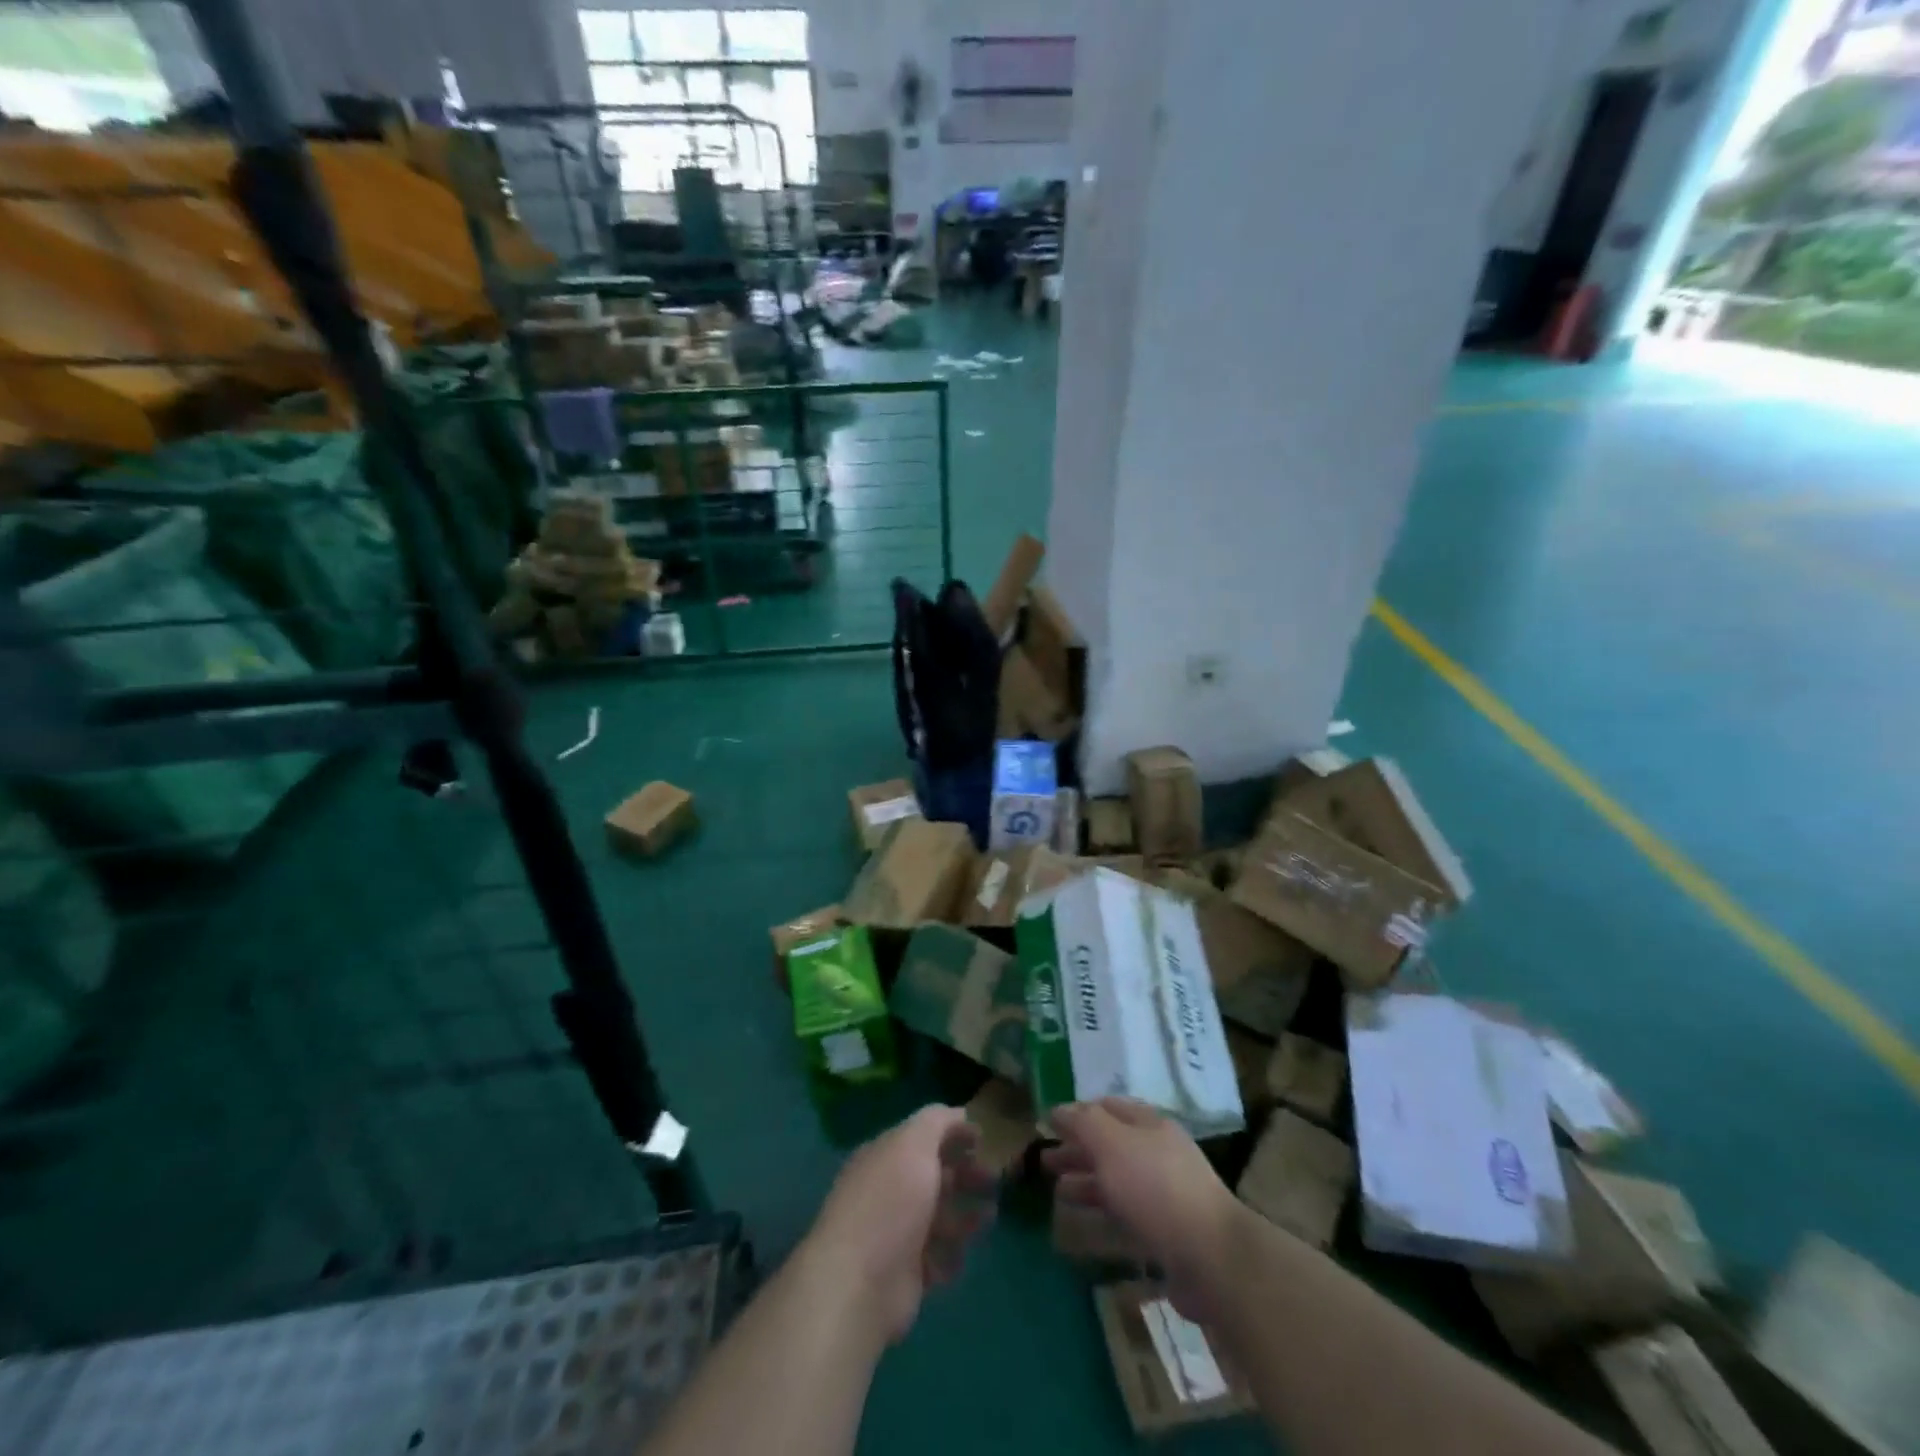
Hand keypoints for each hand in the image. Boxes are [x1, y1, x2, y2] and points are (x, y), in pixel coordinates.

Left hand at [799, 1104, 997, 1344]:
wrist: (860, 1285)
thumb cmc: (890, 1203)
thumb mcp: (914, 1144)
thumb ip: (937, 1122)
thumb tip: (959, 1114)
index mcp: (885, 1156)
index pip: (922, 1137)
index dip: (953, 1134)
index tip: (984, 1139)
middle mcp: (888, 1190)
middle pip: (932, 1176)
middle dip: (964, 1174)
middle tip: (993, 1178)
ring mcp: (895, 1233)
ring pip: (937, 1217)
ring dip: (964, 1214)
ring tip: (990, 1215)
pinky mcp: (904, 1274)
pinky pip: (936, 1257)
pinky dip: (951, 1253)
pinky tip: (964, 1253)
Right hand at [1043, 1098, 1239, 1319]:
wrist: (1210, 1256)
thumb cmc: (1155, 1188)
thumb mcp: (1112, 1144)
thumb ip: (1083, 1124)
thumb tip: (1058, 1109)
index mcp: (1149, 1124)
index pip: (1107, 1107)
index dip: (1078, 1113)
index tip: (1049, 1124)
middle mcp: (1157, 1152)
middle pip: (1110, 1143)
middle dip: (1078, 1149)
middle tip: (1045, 1161)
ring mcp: (1164, 1192)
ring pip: (1117, 1178)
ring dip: (1086, 1180)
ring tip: (1057, 1190)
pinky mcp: (1167, 1230)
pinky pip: (1127, 1211)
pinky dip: (1103, 1209)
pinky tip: (1086, 1219)